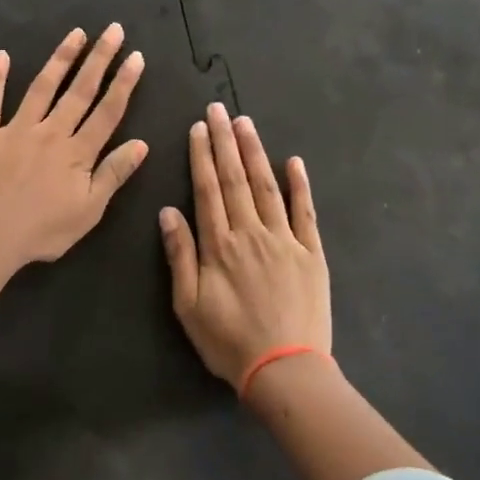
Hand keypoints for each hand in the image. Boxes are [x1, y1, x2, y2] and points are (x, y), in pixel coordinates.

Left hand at [0, 25, 148, 321]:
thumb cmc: (41, 232)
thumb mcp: (88, 211)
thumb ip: (113, 174)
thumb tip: (141, 143)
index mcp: (77, 152)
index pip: (107, 111)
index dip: (124, 83)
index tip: (136, 56)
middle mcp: (50, 132)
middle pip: (80, 90)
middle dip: (99, 58)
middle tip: (113, 29)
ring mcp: (16, 129)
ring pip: (42, 87)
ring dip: (60, 58)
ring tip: (75, 33)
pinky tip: (2, 56)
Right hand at [161, 103, 330, 387]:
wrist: (285, 370)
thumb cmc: (229, 341)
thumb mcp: (188, 305)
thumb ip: (180, 255)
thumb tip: (168, 211)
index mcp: (219, 245)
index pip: (207, 190)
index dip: (202, 156)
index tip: (198, 128)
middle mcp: (251, 233)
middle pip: (235, 180)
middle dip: (226, 142)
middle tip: (219, 109)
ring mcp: (285, 240)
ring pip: (267, 187)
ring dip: (255, 153)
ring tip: (246, 123)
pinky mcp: (311, 253)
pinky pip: (305, 212)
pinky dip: (300, 185)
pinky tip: (293, 161)